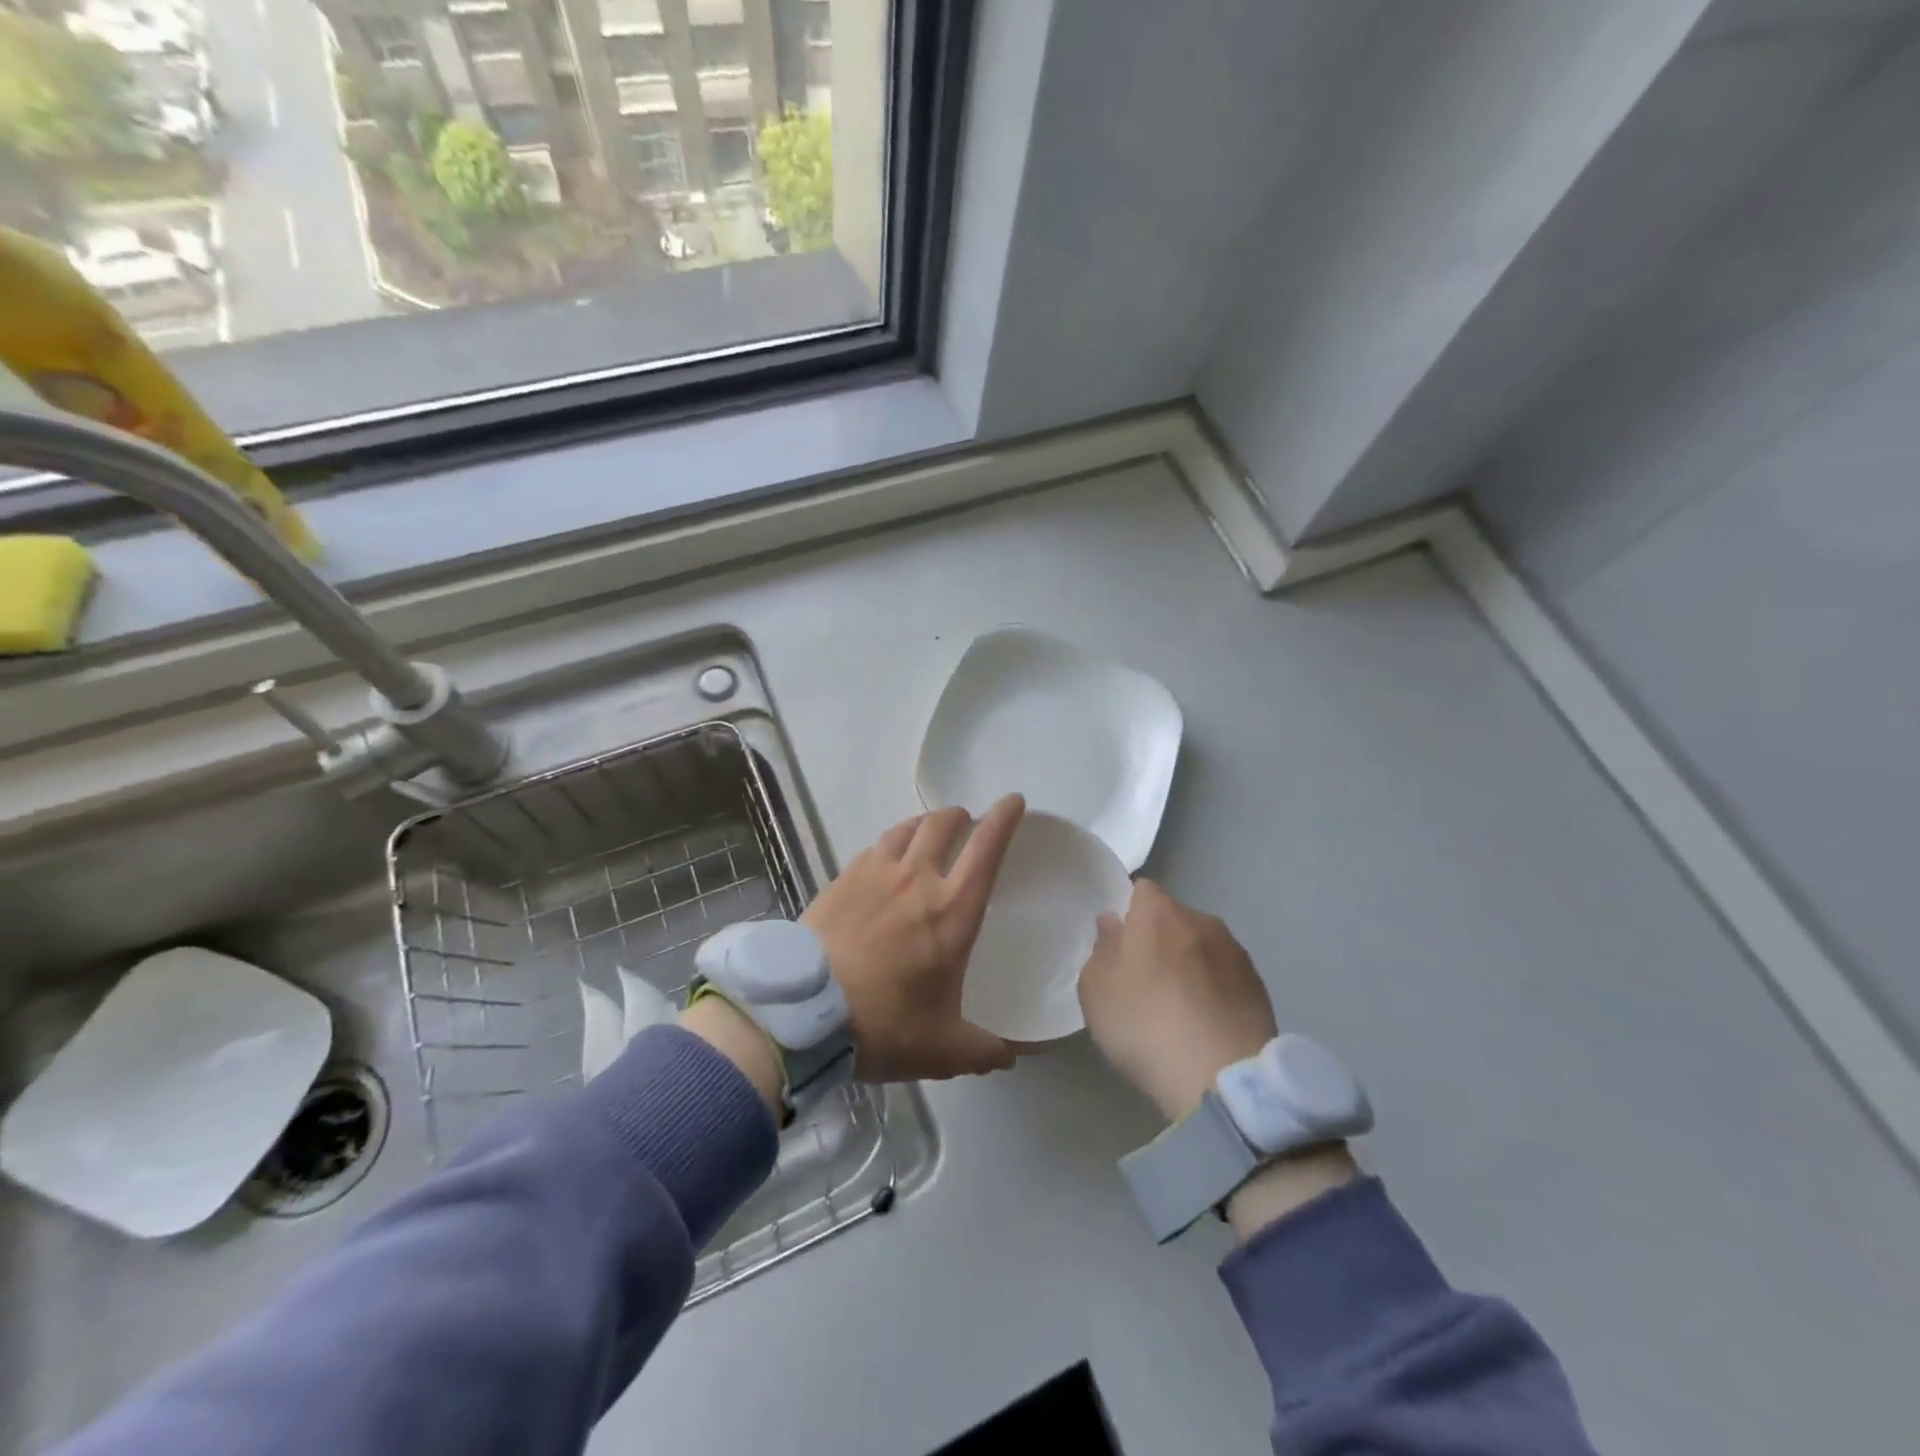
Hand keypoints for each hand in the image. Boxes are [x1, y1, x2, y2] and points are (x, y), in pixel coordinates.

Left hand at [802, 795, 1025, 1082]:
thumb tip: (1010, 1057)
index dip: (1004, 819)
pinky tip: (886, 858)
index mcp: (952, 912)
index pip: (987, 850)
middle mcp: (917, 879)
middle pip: (944, 825)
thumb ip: (982, 1050)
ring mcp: (876, 874)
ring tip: (930, 831)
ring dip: (926, 824)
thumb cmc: (883, 1025)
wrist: (803, 1013)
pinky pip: (875, 846)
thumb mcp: (942, 1049)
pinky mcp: (842, 879)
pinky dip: (891, 842)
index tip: (1013, 801)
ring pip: (907, 829)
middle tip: (968, 822)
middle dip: (962, 816)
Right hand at [1077, 879, 1277, 1122]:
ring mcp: (1235, 952)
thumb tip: (1113, 923)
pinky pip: (1225, 976)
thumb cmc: (1144, 1024)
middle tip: (1145, 980)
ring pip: (1202, 946)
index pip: (1141, 890)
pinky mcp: (1260, 986)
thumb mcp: (1096, 989)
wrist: (1221, 1077)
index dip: (1129, 912)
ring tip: (1180, 1007)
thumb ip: (1102, 948)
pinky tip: (1205, 1024)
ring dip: (1191, 965)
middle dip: (1160, 940)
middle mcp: (1201, 920)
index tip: (1120, 944)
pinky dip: (1214, 990)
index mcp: (1158, 913)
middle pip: (1173, 918)